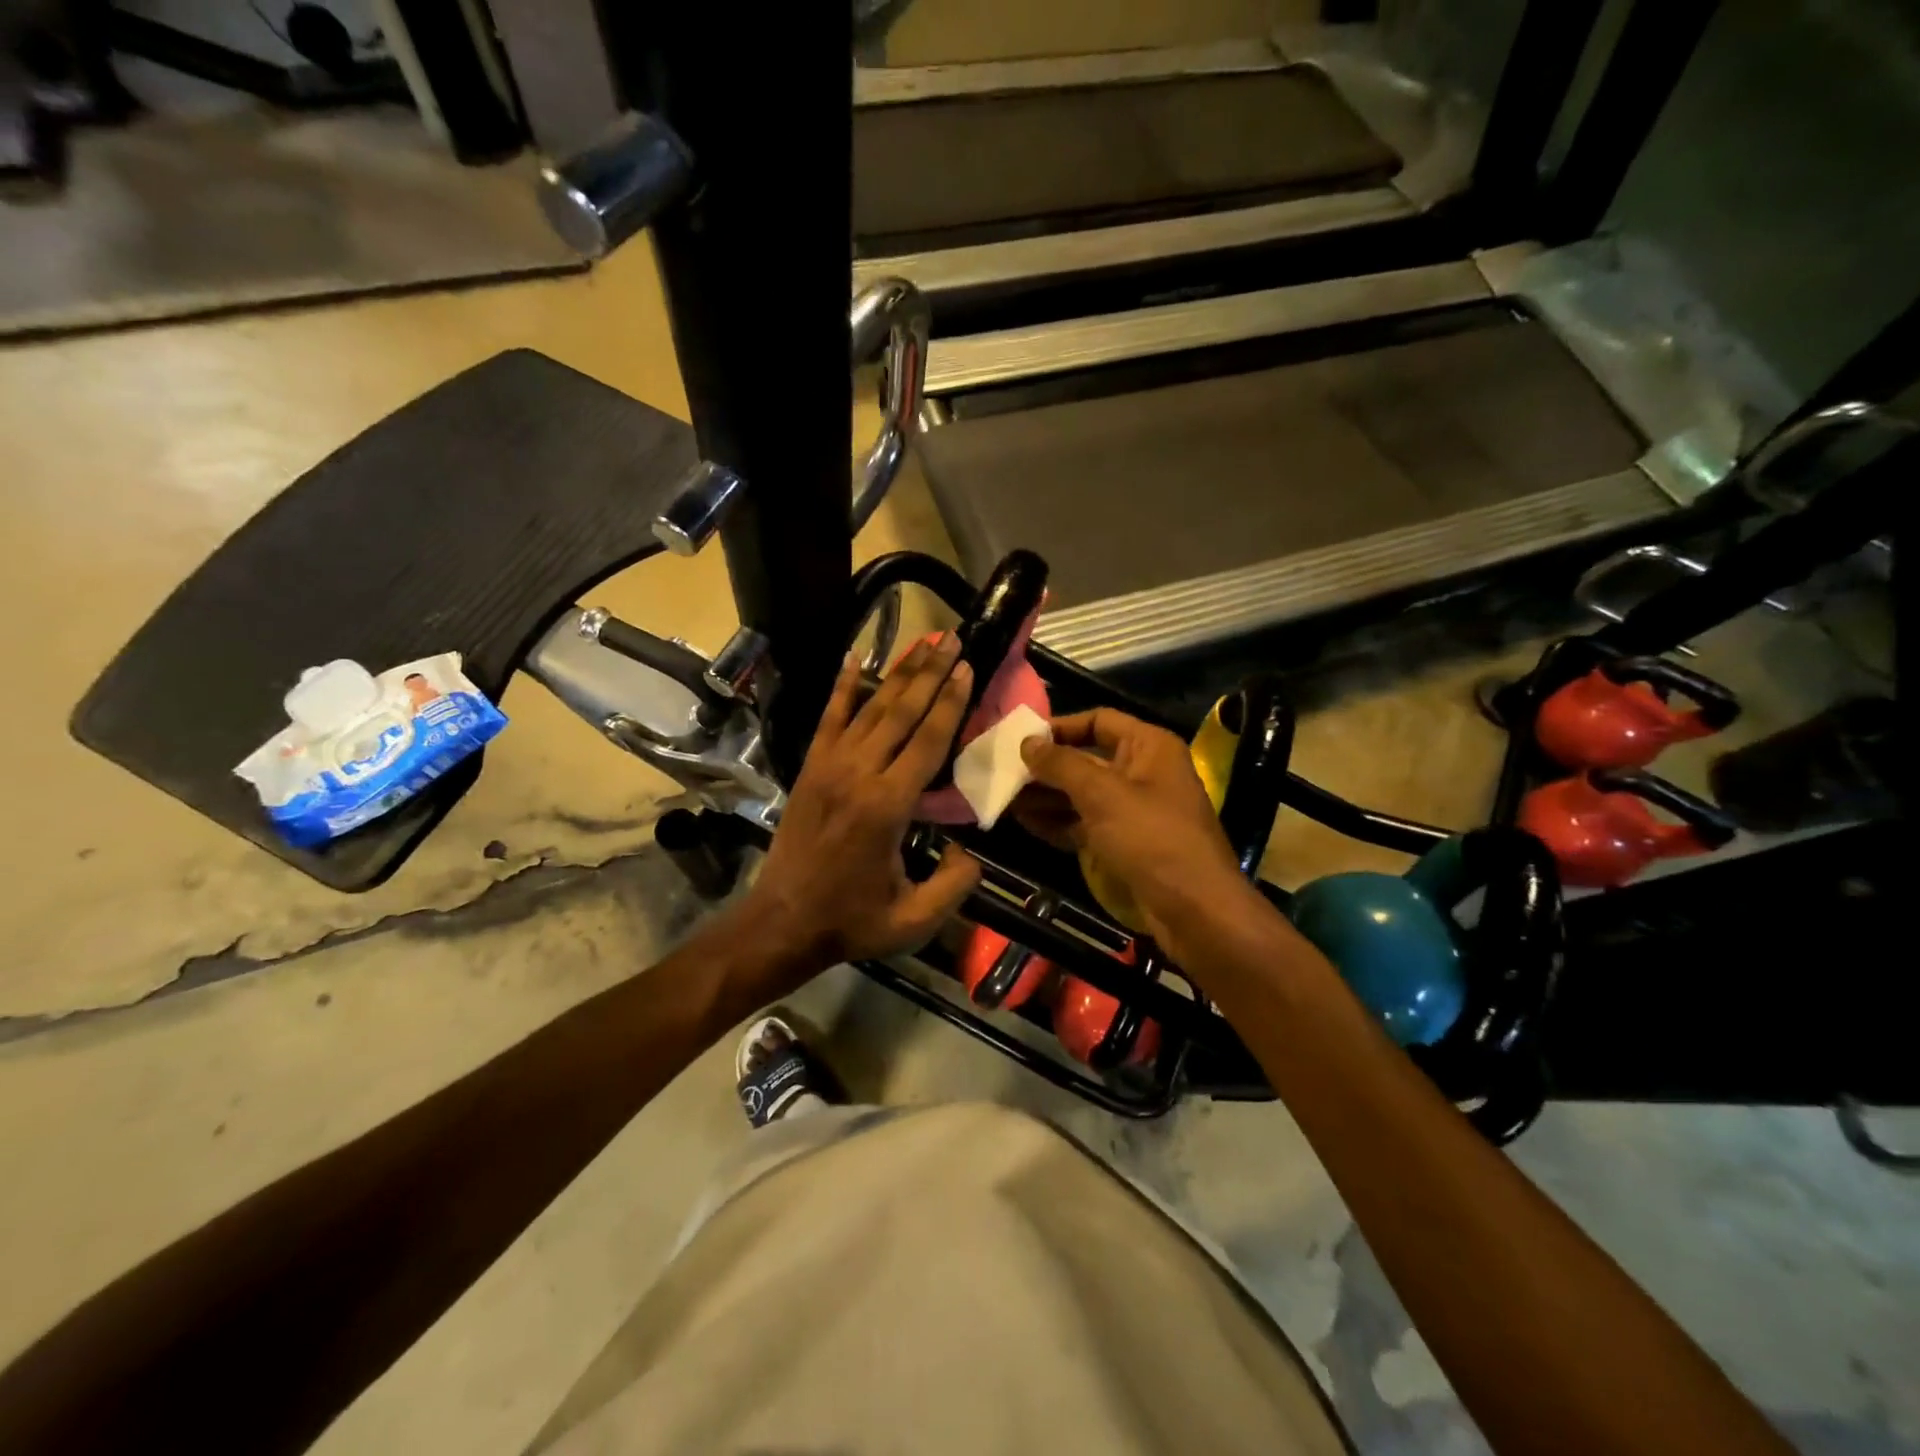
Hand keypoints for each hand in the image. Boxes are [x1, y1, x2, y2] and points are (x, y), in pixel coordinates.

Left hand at [743, 634, 983, 974]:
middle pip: (901, 712)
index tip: (967, 667)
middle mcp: (858, 774)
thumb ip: (953, 885)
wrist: (782, 922)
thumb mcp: (913, 920)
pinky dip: (842, 686)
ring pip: (869, 708)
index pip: (927, 741)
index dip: (950, 702)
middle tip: (952, 639)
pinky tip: (854, 657)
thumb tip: (972, 852)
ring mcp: (829, 766)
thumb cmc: (851, 921)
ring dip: (898, 672)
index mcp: (887, 806)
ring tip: (923, 642)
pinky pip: (828, 718)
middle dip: (930, 672)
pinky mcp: (810, 768)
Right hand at [1017, 709, 1253, 951]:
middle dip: (1046, 767)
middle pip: (1086, 759)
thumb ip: (1061, 764)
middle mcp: (1142, 772)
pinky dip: (1059, 822)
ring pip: (1082, 794)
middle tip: (1003, 774)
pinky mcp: (1126, 842)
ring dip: (1046, 796)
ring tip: (1005, 800)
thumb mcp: (1102, 794)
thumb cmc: (1151, 838)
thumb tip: (1027, 742)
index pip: (1098, 721)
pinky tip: (1026, 824)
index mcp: (1149, 746)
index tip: (1021, 740)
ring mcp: (1134, 810)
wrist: (1194, 910)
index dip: (1059, 727)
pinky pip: (1086, 823)